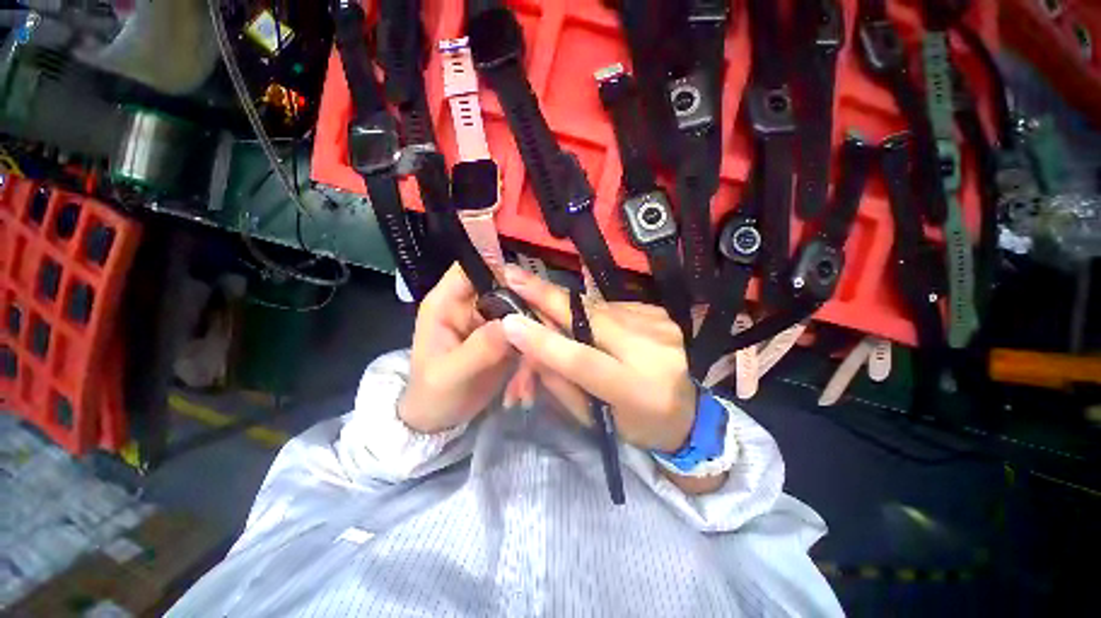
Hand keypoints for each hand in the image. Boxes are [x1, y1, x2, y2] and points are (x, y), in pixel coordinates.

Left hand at [399, 264, 516, 433]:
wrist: (439, 421)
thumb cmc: (433, 395)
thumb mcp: (451, 374)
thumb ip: (480, 347)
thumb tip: (514, 324)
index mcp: (448, 303)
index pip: (472, 267)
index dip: (499, 268)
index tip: (529, 289)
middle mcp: (472, 305)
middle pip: (507, 289)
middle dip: (527, 313)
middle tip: (541, 342)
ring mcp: (491, 321)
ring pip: (522, 314)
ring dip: (532, 343)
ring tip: (527, 380)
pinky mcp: (506, 337)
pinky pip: (527, 336)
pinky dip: (531, 358)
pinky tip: (525, 388)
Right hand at [499, 266, 696, 452]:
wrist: (692, 411)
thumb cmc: (639, 424)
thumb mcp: (598, 418)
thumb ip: (562, 383)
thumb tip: (529, 347)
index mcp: (636, 390)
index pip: (582, 360)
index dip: (544, 341)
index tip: (509, 322)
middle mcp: (652, 351)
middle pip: (589, 317)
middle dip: (546, 295)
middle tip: (512, 275)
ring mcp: (659, 326)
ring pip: (596, 308)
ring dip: (565, 304)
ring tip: (538, 296)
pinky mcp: (660, 313)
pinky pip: (612, 307)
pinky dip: (591, 311)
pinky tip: (589, 321)